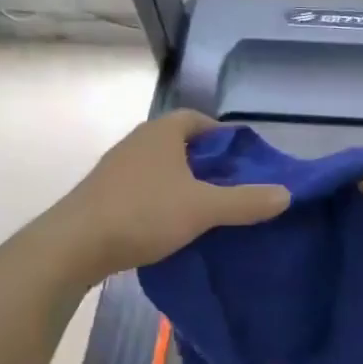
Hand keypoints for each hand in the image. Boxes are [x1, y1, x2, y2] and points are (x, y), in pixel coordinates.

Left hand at [54, 112, 289, 281]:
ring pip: (161, 168)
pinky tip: (173, 224)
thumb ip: (245, 202)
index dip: (223, 135)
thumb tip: (287, 194)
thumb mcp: (203, 208)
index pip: (197, 119)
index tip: (243, 158)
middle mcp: (137, 142)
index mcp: (161, 133)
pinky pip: (144, 188)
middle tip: (233, 186)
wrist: (75, 244)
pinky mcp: (104, 194)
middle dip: (206, 161)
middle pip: (180, 144)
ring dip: (183, 182)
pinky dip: (162, 199)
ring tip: (208, 207)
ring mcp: (117, 168)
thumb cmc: (143, 213)